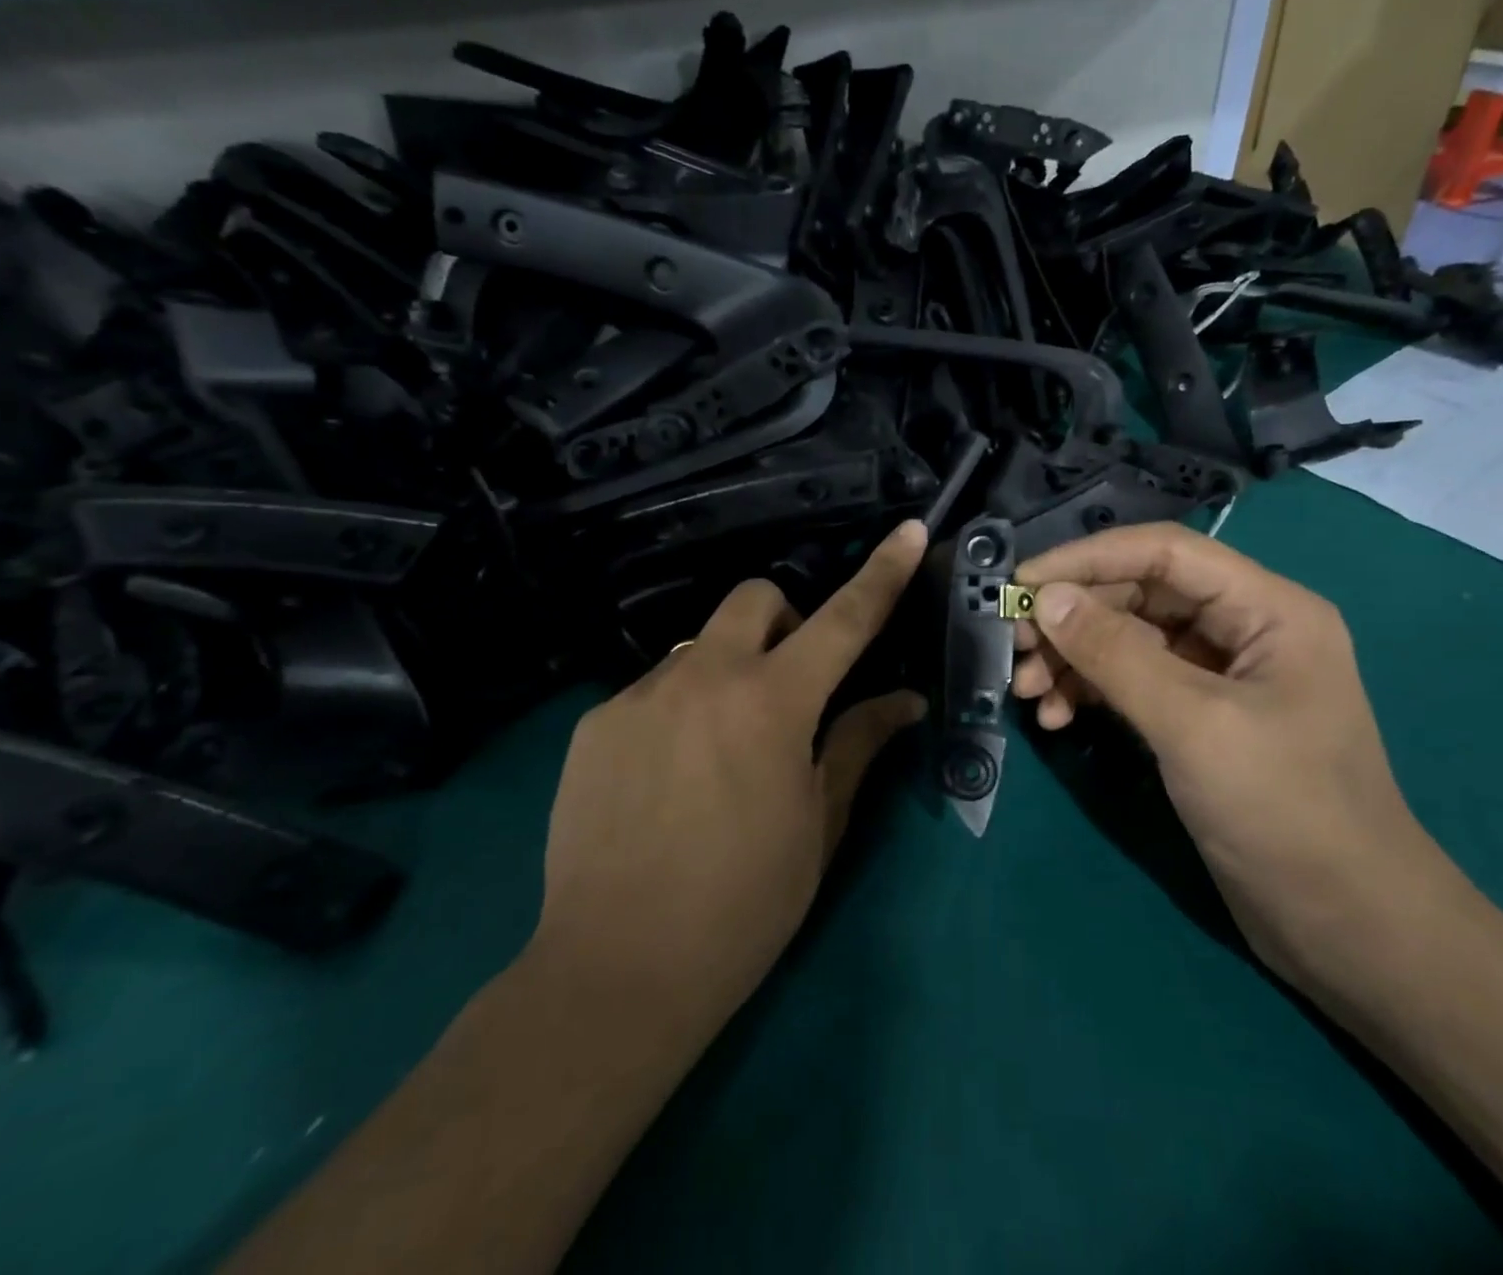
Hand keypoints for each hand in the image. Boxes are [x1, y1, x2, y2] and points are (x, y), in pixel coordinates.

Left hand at [530, 520, 927, 1038]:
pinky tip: (669, 777)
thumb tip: (905, 700)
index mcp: (772, 703)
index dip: (881, 573)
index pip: (843, 619)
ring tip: (721, 747)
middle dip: (784, 620)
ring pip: (699, 647)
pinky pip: (653, 690)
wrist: (616, 971)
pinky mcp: (596, 723)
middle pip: (754, 598)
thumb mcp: (819, 823)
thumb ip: (859, 744)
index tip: (906, 530)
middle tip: (791, 682)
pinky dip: (679, 709)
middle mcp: (703, 677)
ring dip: (728, 671)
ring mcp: (640, 695)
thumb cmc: (744, 904)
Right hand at [1010, 524, 1474, 990]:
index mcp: (1268, 609)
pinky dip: (1092, 694)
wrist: (1345, 926)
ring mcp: (1220, 676)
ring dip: (1075, 659)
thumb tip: (1047, 598)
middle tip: (1015, 644)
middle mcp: (1244, 629)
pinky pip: (1133, 684)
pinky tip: (1059, 719)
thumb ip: (1115, 654)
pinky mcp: (1199, 719)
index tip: (1022, 583)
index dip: (1088, 558)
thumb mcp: (1193, 724)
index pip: (1164, 552)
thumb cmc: (1284, 811)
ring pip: (1130, 641)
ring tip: (1030, 692)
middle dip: (1074, 617)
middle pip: (1141, 596)